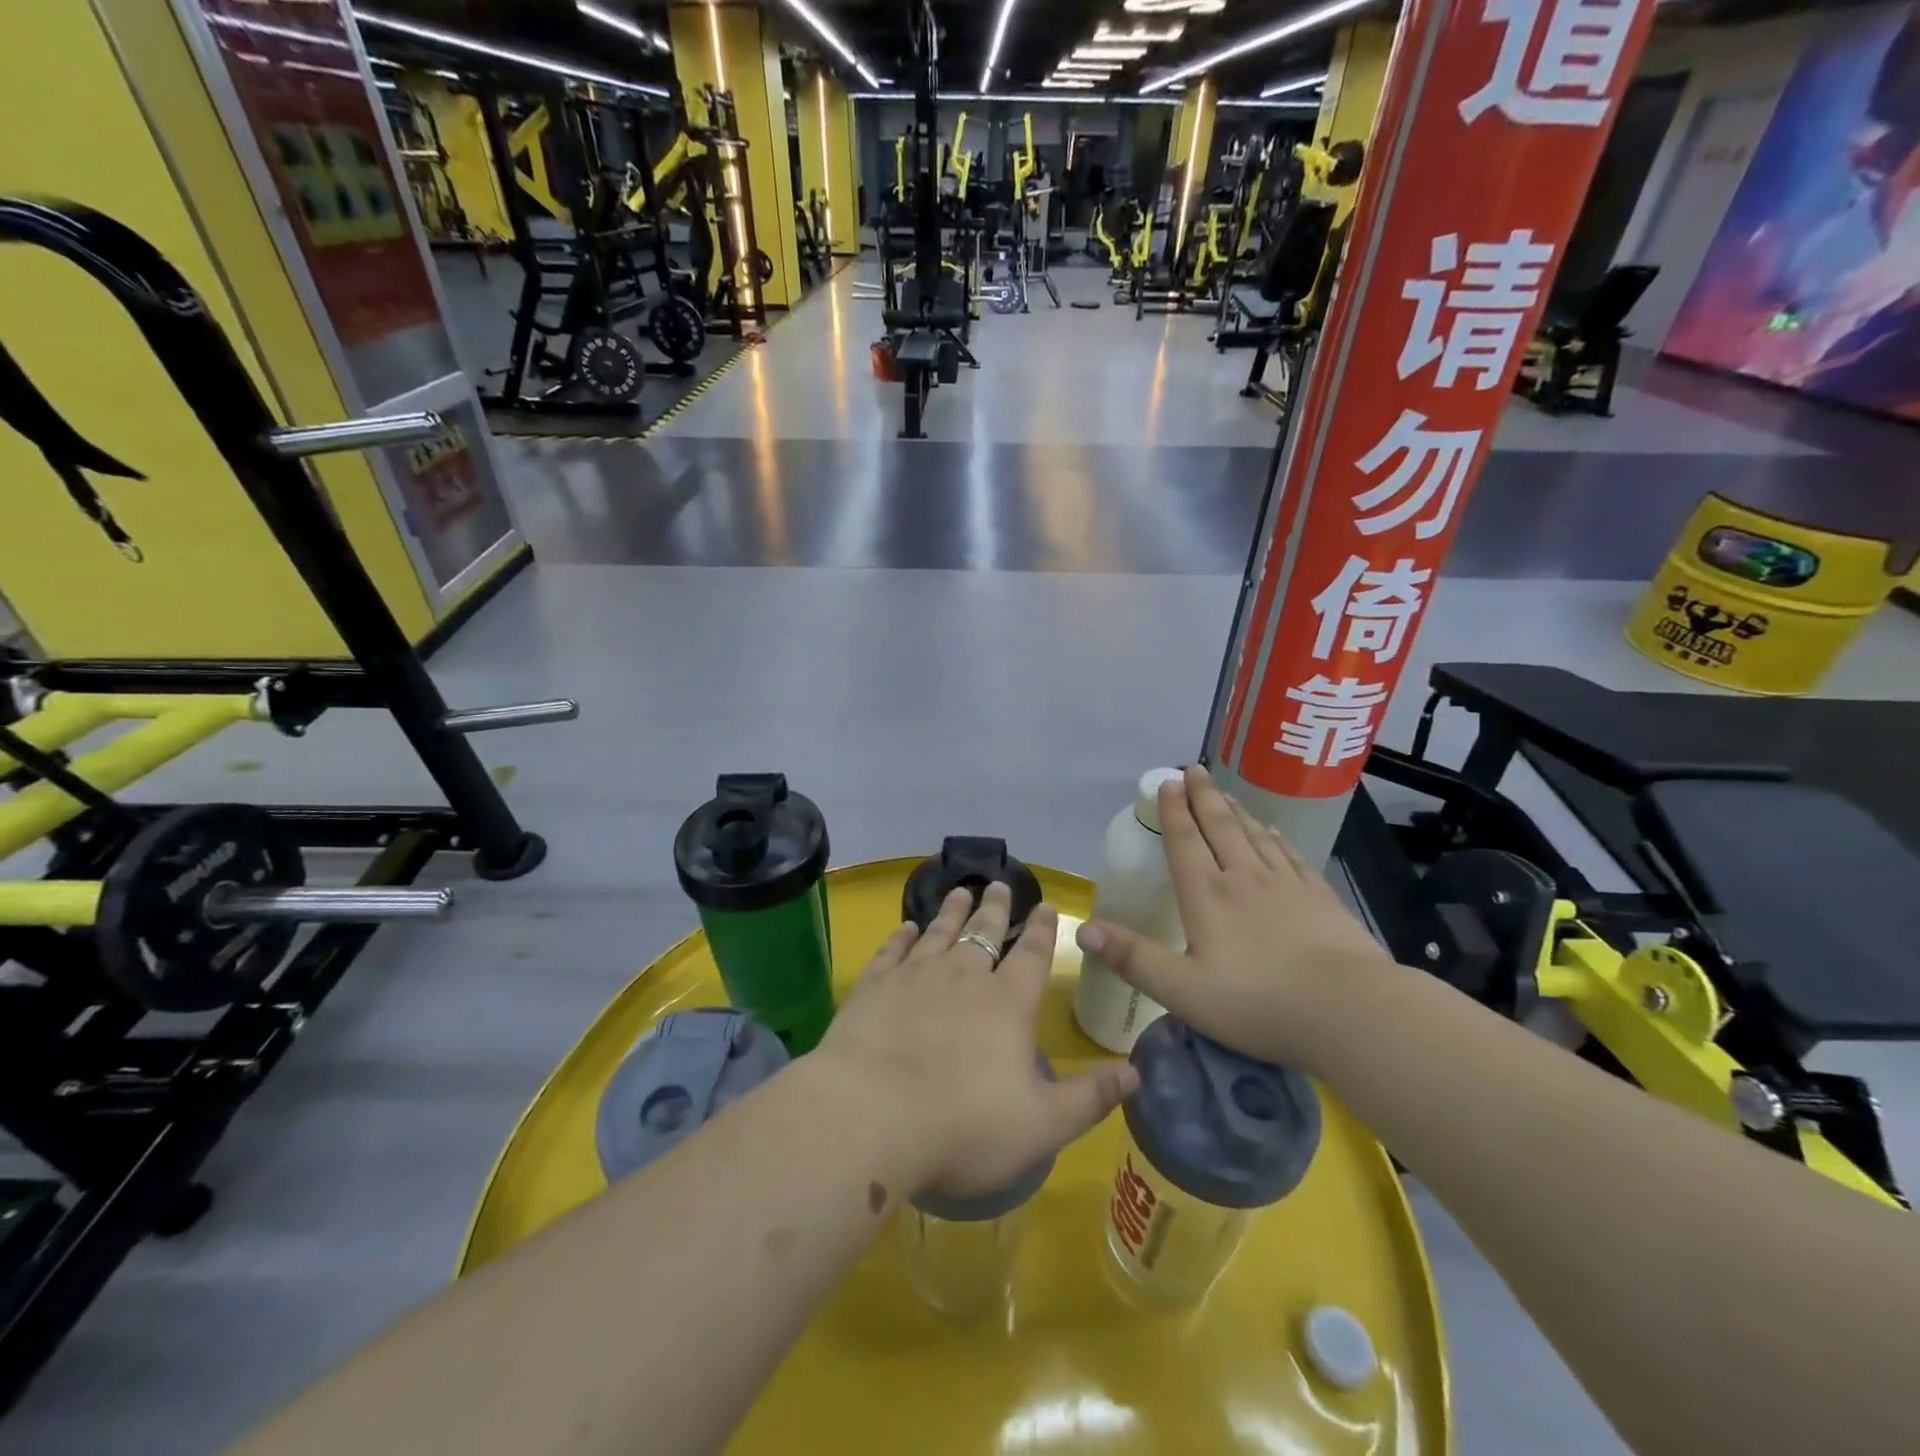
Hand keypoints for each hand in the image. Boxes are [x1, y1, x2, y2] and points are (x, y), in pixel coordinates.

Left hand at [815, 882, 1139, 1198]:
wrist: (871, 1117)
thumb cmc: (963, 1127)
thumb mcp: (1041, 1125)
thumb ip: (1089, 1098)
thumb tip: (1134, 1071)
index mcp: (1006, 1004)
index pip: (1032, 955)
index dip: (1042, 929)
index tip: (1045, 904)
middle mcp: (963, 977)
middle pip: (983, 932)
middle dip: (994, 908)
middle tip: (998, 883)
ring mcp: (914, 977)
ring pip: (939, 932)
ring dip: (951, 911)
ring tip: (960, 891)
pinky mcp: (873, 987)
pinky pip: (892, 951)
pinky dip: (901, 936)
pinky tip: (906, 927)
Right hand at [1075, 764, 1395, 1074]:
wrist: (1348, 1010)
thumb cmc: (1258, 1004)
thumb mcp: (1182, 991)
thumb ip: (1132, 958)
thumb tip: (1082, 929)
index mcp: (1208, 896)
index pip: (1185, 842)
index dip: (1173, 812)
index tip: (1167, 783)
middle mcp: (1244, 878)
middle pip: (1220, 827)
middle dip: (1203, 797)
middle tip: (1194, 769)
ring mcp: (1286, 885)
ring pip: (1255, 835)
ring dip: (1236, 810)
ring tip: (1224, 792)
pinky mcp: (1319, 897)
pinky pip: (1289, 855)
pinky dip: (1275, 837)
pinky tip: (1272, 831)